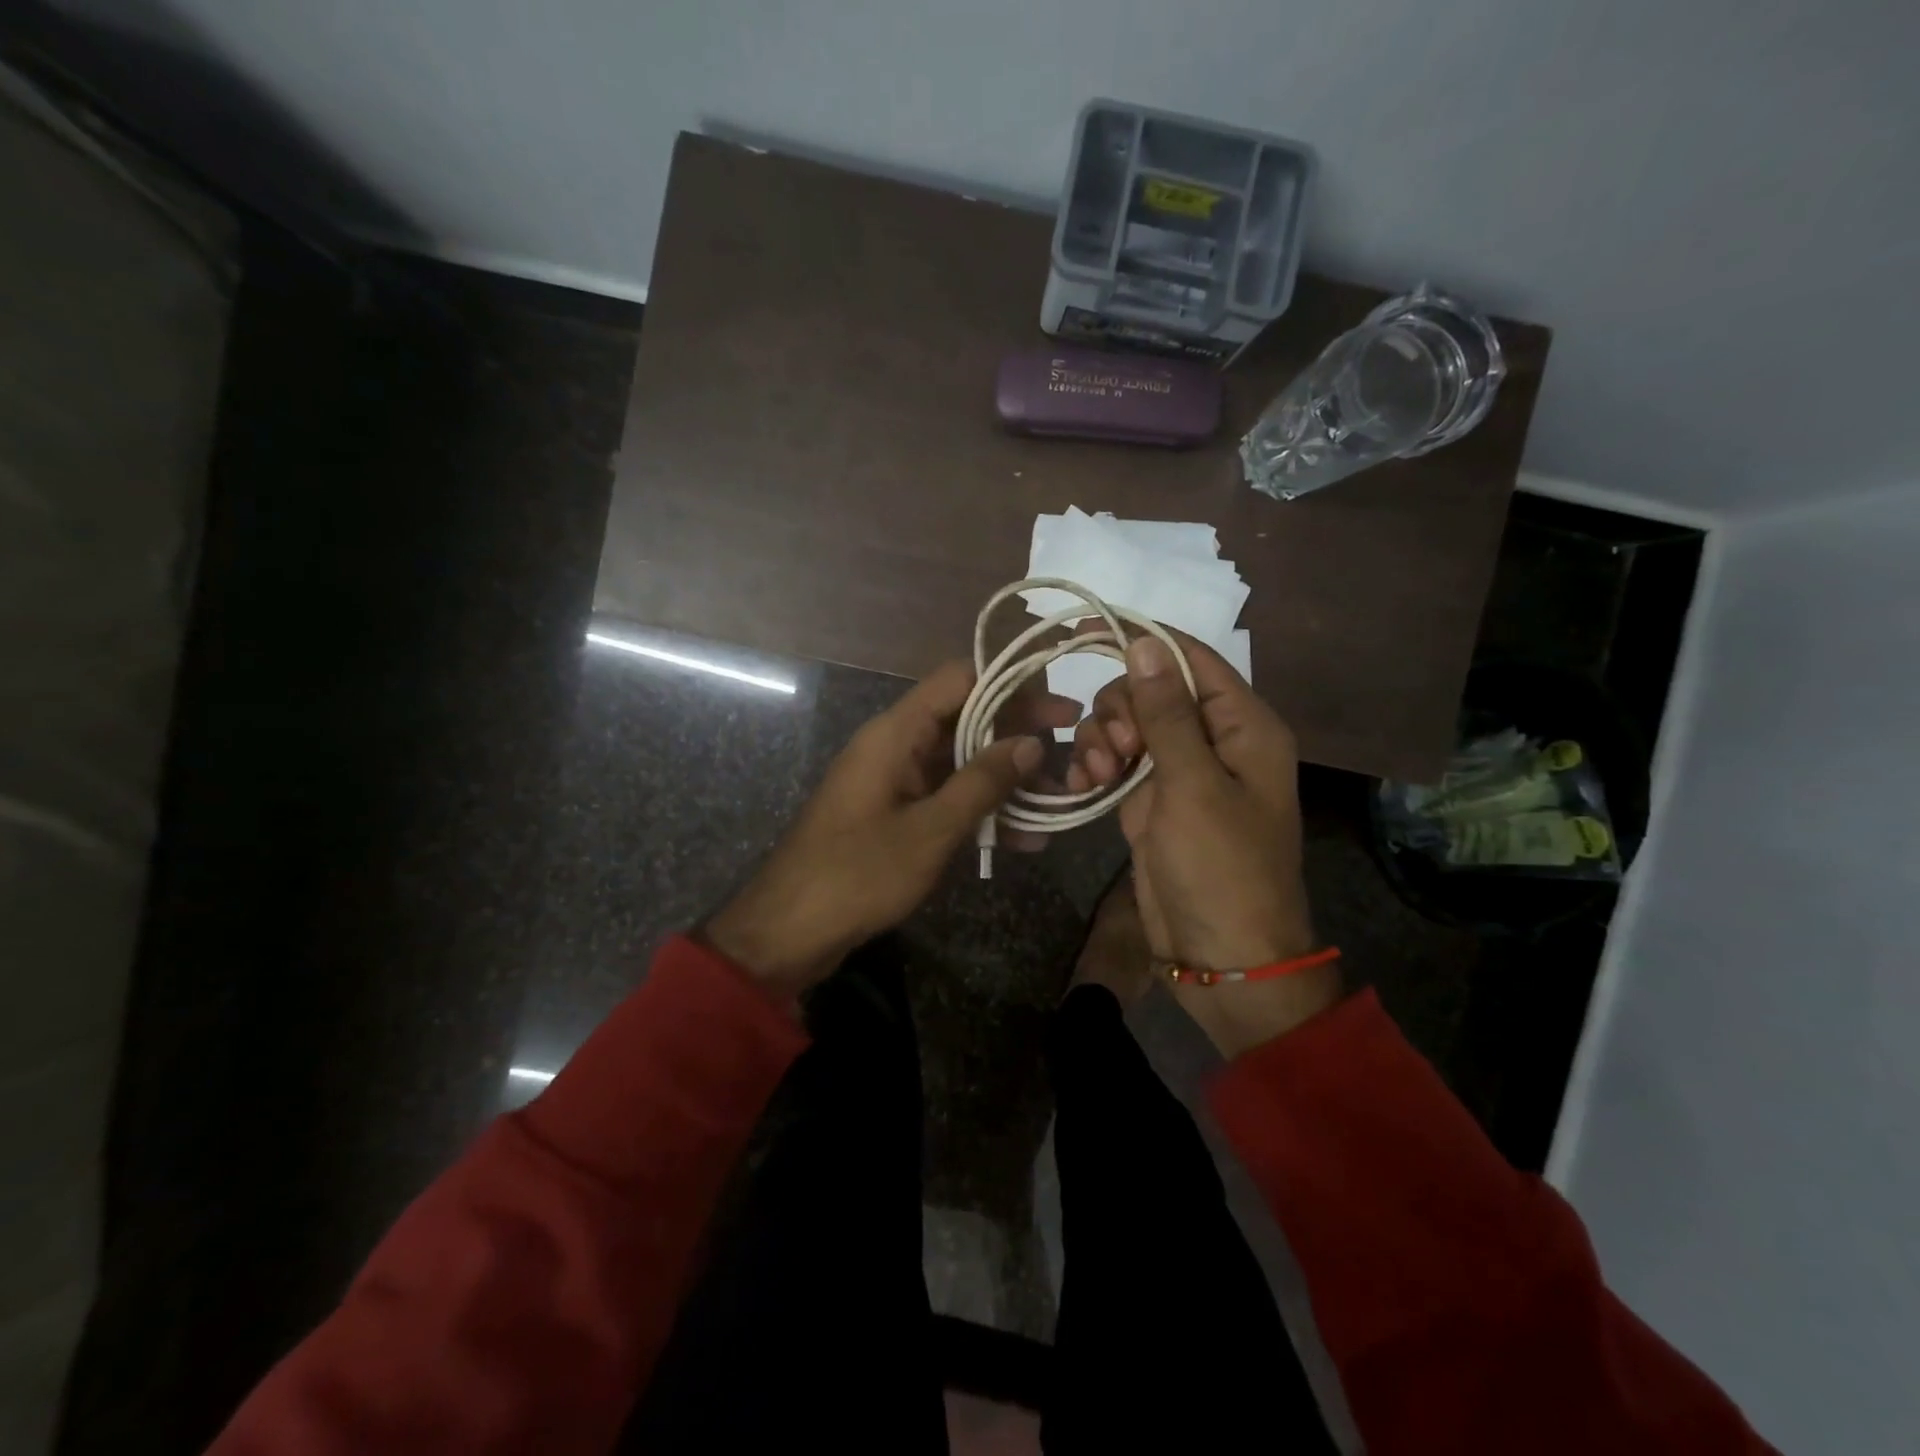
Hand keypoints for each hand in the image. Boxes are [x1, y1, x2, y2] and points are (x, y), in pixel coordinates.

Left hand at [706, 661, 1074, 997]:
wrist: (789, 931)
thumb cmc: (858, 873)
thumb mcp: (930, 829)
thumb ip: (983, 782)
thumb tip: (1033, 742)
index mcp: (895, 732)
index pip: (959, 679)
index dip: (1010, 683)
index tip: (1057, 702)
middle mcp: (895, 746)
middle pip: (966, 718)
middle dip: (1019, 733)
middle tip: (1073, 746)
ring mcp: (895, 781)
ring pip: (961, 762)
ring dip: (1006, 778)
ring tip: (1058, 798)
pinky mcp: (896, 814)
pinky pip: (946, 798)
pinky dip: (982, 811)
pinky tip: (1024, 839)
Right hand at [1068, 631, 1338, 1057]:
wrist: (1220, 955)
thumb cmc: (1221, 867)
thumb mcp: (1193, 785)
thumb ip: (1167, 713)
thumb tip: (1145, 643)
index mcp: (1243, 726)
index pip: (1191, 659)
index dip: (1143, 643)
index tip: (1084, 636)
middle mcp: (1213, 739)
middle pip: (1151, 688)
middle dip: (1121, 709)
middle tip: (1115, 749)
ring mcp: (1178, 769)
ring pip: (1128, 723)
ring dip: (1103, 739)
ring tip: (1098, 775)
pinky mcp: (1150, 797)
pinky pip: (1116, 759)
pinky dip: (1096, 765)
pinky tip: (1084, 786)